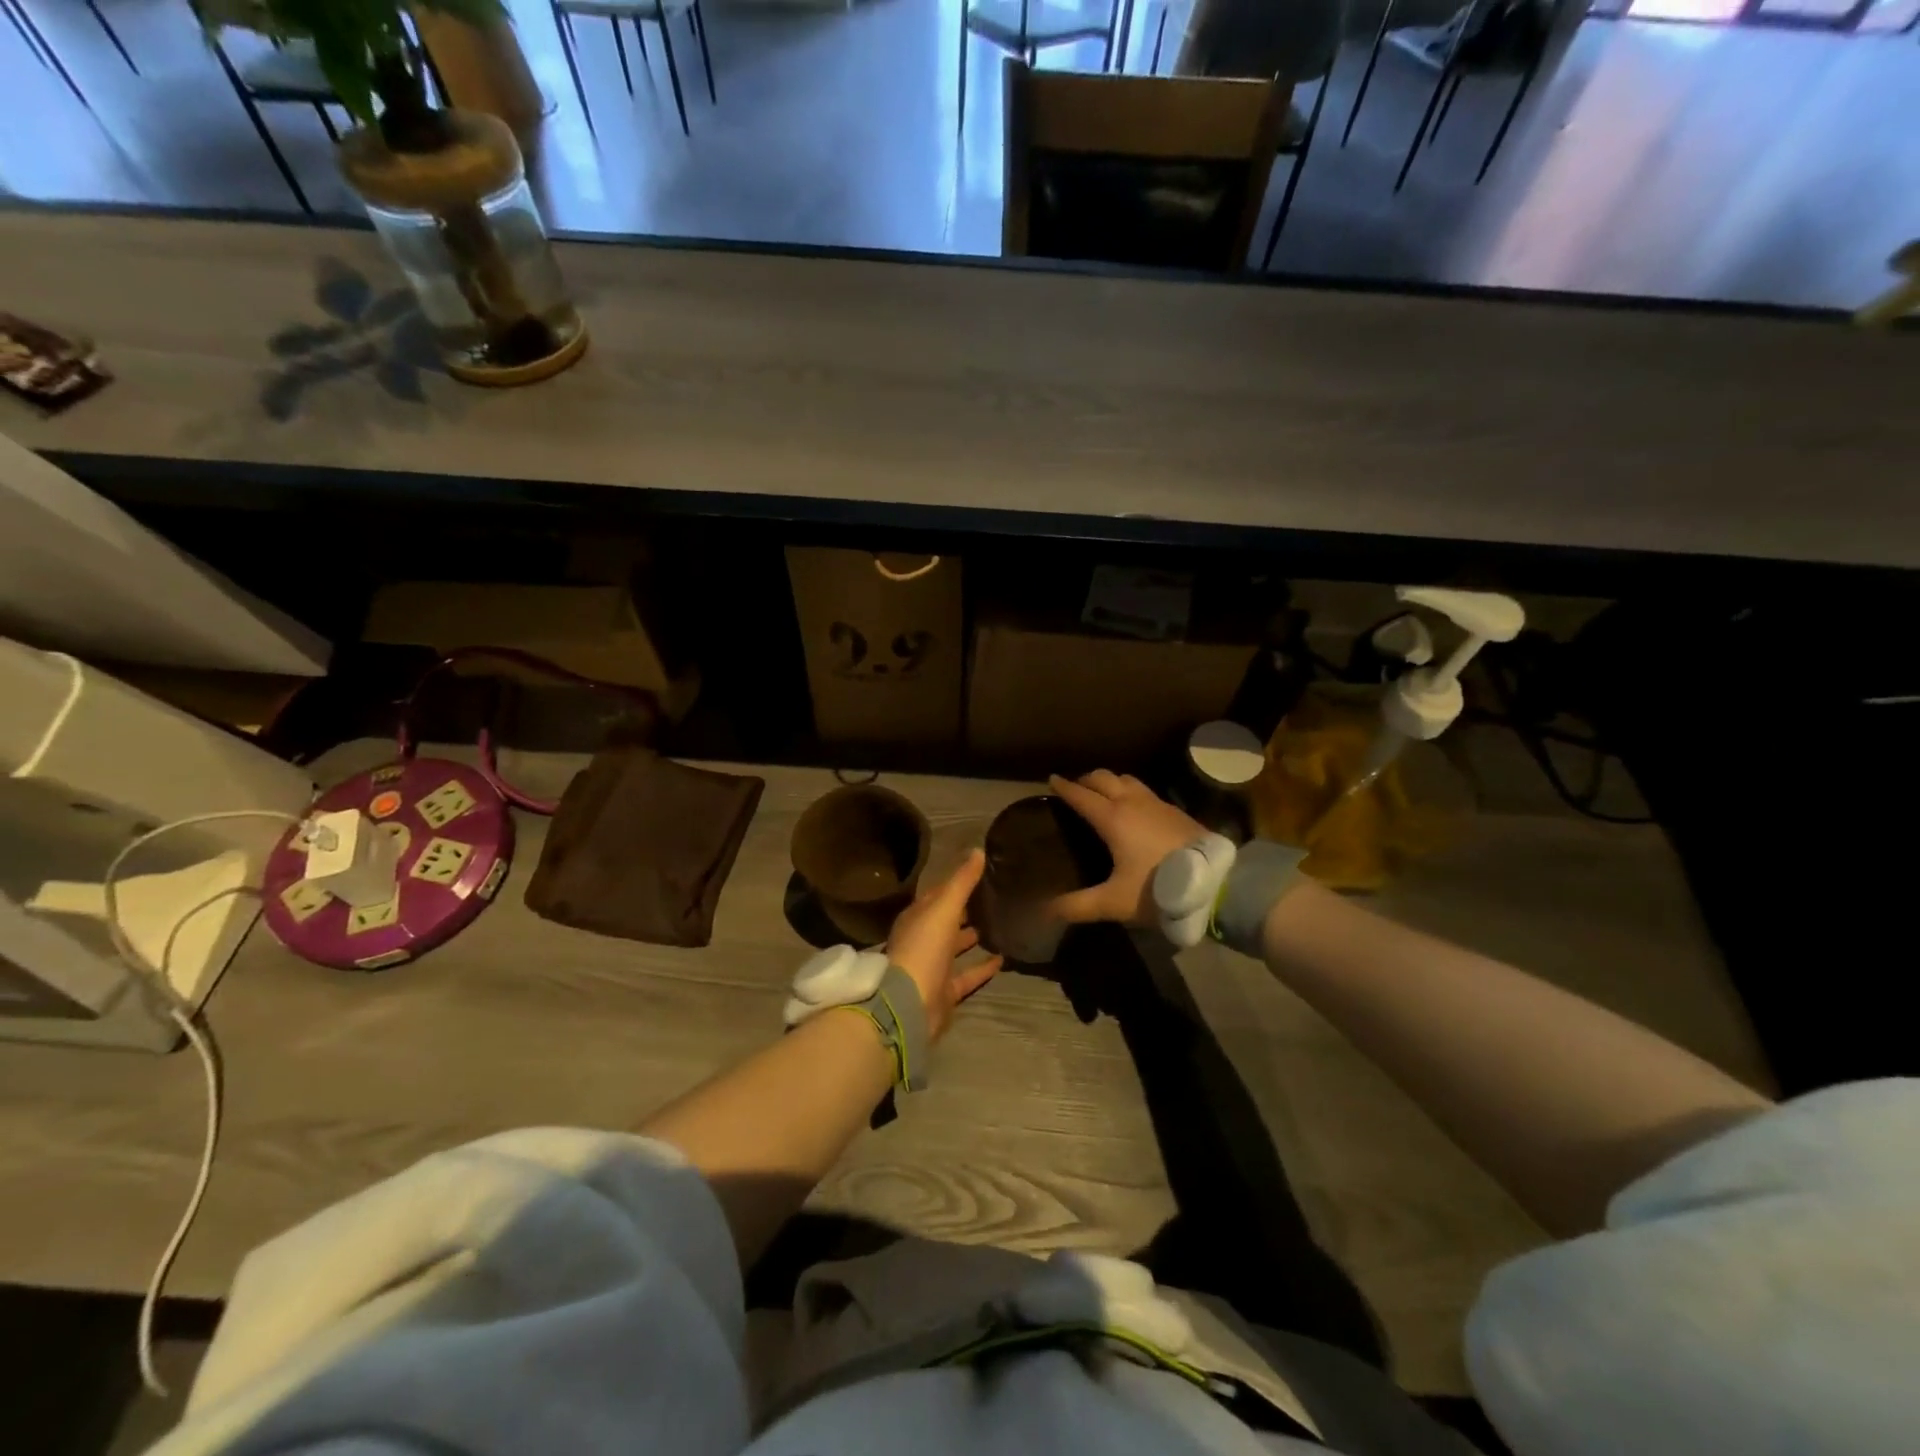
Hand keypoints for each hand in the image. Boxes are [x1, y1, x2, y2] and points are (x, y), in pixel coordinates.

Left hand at [887, 848, 1002, 1040]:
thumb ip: (961, 881)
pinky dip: (982, 968)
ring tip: (999, 924)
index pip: (938, 894)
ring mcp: (933, 967)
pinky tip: (1003, 959)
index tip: (980, 871)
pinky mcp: (945, 991)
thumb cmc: (923, 948)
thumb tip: (978, 850)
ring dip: (972, 937)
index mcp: (917, 917)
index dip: (956, 883)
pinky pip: (967, 975)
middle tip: (993, 897)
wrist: (909, 1004)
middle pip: (946, 920)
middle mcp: (923, 940)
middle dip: (965, 909)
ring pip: (955, 947)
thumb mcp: (943, 907)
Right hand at [1047, 772, 1205, 927]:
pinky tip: (1135, 808)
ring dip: (1111, 782)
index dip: (1064, 787)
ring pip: (1128, 779)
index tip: (1051, 780)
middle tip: (1075, 788)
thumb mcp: (1114, 902)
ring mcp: (1158, 804)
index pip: (1081, 795)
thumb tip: (1045, 911)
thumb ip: (1078, 906)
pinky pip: (1146, 791)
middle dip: (1086, 779)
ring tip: (1103, 793)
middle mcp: (1133, 803)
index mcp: (1113, 818)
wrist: (1216, 884)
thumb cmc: (1158, 889)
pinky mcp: (1176, 811)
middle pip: (1104, 778)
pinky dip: (1131, 792)